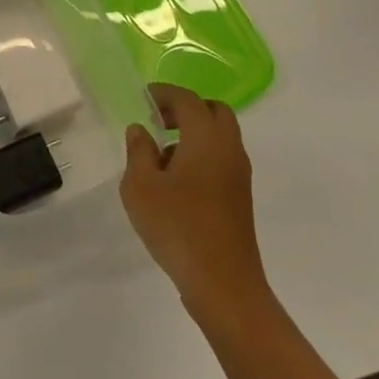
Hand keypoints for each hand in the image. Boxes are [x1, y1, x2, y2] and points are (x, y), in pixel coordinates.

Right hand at [121, 84, 269, 324]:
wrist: (224, 285)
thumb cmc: (178, 227)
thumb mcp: (141, 186)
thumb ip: (138, 151)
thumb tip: (141, 130)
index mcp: (206, 137)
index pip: (187, 99)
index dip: (164, 93)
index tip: (143, 98)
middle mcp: (228, 148)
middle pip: (214, 111)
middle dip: (186, 108)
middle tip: (159, 120)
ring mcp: (239, 174)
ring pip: (221, 136)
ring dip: (195, 133)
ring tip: (162, 155)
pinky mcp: (240, 198)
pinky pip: (222, 159)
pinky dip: (203, 154)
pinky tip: (177, 181)